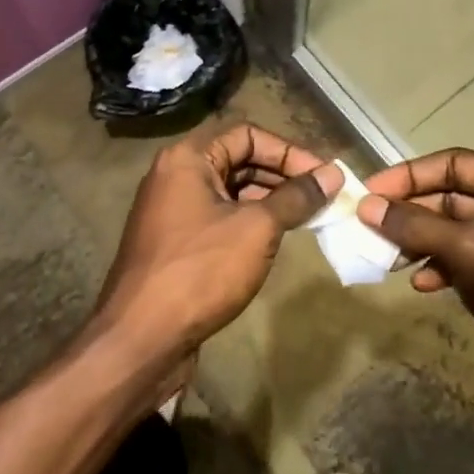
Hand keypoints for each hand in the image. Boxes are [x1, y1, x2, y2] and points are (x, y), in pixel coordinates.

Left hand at [97, 124, 339, 368]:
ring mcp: (173, 211)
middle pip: (239, 159)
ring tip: (309, 217)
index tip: (323, 175)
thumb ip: (296, 197)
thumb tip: (333, 174)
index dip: (289, 151)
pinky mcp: (176, 243)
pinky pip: (220, 217)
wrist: (140, 339)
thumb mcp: (256, 228)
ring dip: (270, 199)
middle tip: (323, 196)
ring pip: (231, 191)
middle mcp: (176, 175)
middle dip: (283, 175)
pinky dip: (250, 221)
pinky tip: (277, 238)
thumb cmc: (200, 271)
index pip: (248, 134)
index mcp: (188, 158)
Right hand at [359, 149, 473, 384]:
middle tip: (371, 228)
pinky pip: (472, 256)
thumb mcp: (465, 250)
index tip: (369, 193)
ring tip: (389, 259)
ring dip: (424, 241)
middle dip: (413, 213)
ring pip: (459, 229)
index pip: (454, 163)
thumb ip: (414, 225)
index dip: (408, 176)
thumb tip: (367, 207)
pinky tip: (424, 285)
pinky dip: (445, 265)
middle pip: (455, 195)